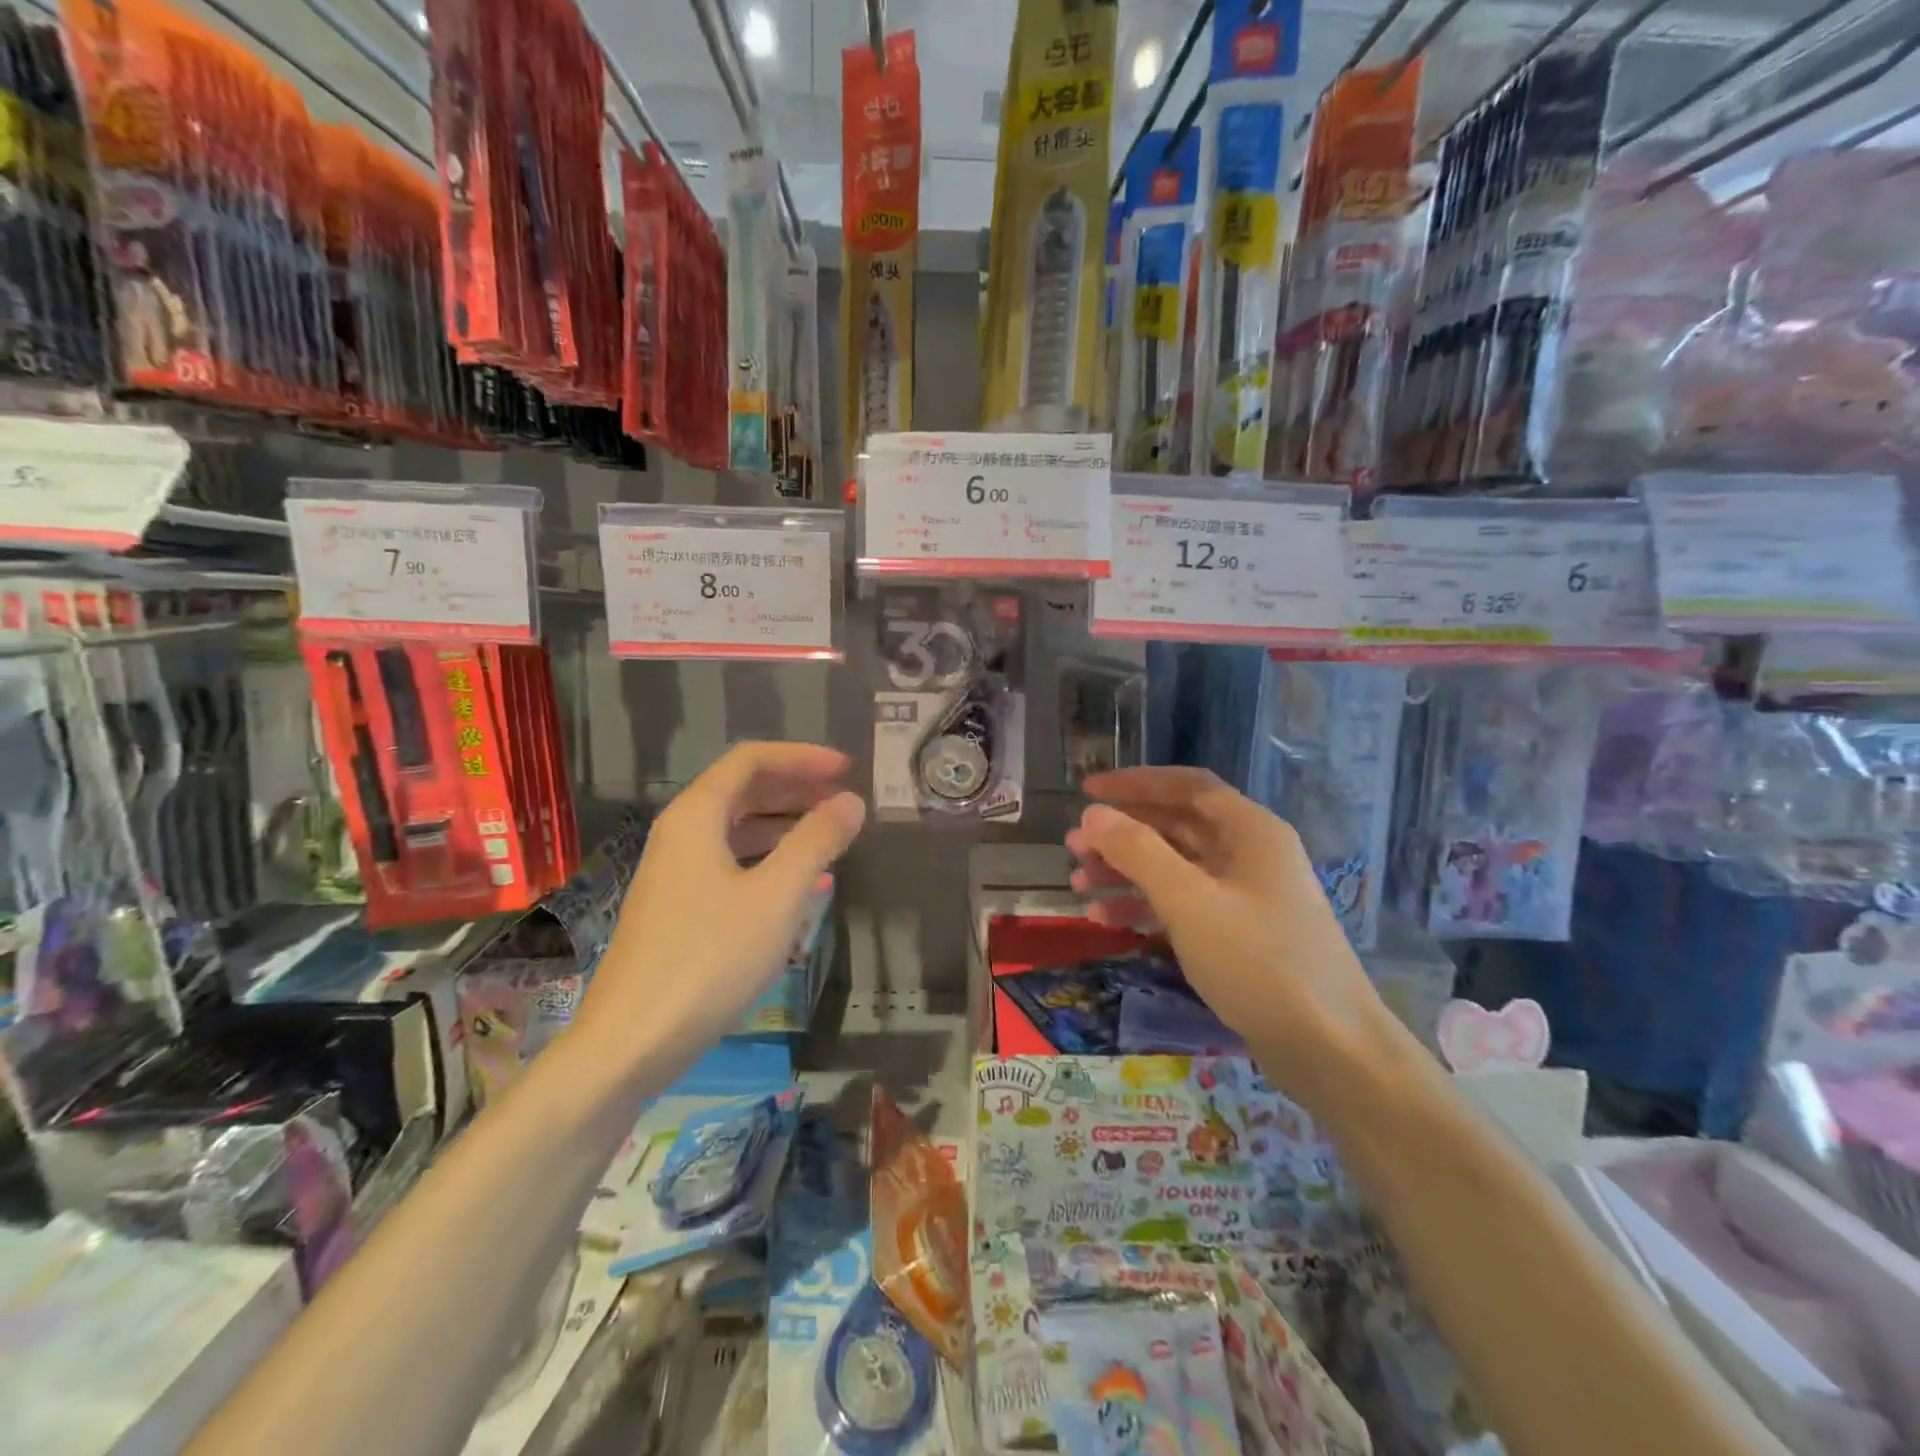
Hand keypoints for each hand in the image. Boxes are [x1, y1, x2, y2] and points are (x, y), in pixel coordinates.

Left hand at [574, 743, 865, 1079]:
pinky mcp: (676, 908)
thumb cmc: (709, 959)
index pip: (751, 760)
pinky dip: (767, 860)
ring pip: (736, 828)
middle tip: (842, 798)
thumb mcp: (776, 896)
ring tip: (829, 837)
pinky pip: (729, 863)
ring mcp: (674, 872)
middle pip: (741, 790)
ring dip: (783, 824)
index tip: (846, 768)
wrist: (631, 1042)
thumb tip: (850, 801)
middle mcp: (680, 834)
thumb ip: (817, 841)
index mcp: (696, 816)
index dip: (801, 757)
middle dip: (795, 787)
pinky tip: (797, 885)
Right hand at [1066, 767, 1392, 1113]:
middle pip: (1175, 827)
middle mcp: (1249, 854)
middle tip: (1073, 848)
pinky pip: (1183, 904)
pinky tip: (1106, 920)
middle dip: (1122, 834)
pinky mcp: (1239, 934)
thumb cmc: (1259, 962)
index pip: (1185, 786)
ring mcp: (1245, 895)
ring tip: (1079, 886)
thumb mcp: (1190, 901)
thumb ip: (1138, 851)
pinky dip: (1145, 906)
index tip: (1087, 791)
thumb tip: (1093, 815)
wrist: (1330, 1049)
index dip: (1134, 783)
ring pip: (1175, 867)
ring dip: (1126, 872)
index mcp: (1249, 830)